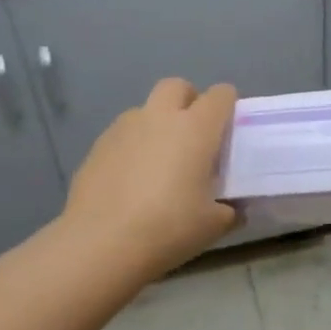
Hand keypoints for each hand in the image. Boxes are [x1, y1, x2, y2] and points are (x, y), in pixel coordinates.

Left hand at [62, 78, 238, 276]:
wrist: (101, 243)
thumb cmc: (168, 228)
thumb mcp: (213, 225)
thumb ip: (229, 211)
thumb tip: (232, 209)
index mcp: (196, 128)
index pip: (220, 95)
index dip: (228, 106)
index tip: (229, 130)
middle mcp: (160, 117)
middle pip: (177, 86)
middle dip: (188, 101)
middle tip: (194, 135)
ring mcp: (124, 128)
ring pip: (146, 109)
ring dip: (157, 124)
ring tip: (159, 161)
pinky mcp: (98, 145)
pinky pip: (123, 134)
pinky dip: (133, 146)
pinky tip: (131, 180)